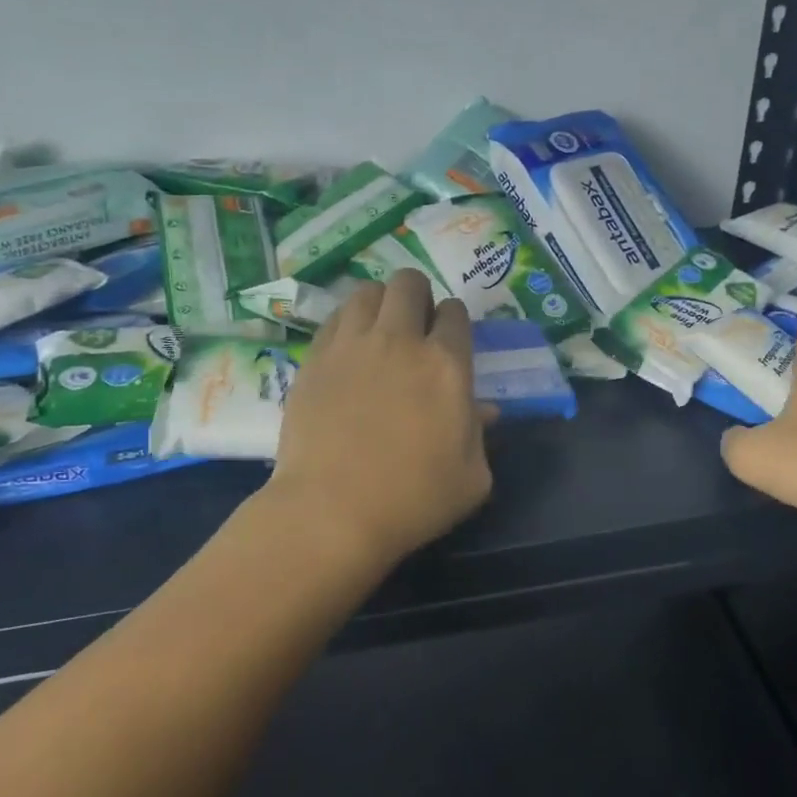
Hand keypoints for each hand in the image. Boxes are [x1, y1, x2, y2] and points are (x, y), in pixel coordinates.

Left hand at [267, 269, 493, 563]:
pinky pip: (333, 319)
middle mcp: (399, 340)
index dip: (453, 321)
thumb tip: (482, 411)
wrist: (331, 512)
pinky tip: (348, 350)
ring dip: (379, 304)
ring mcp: (351, 345)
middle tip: (415, 326)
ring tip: (379, 331)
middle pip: (408, 283)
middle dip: (418, 295)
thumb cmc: (413, 499)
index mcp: (446, 364)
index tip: (449, 340)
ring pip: (366, 292)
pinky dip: (346, 324)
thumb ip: (480, 436)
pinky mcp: (313, 360)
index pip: (454, 312)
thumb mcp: (471, 478)